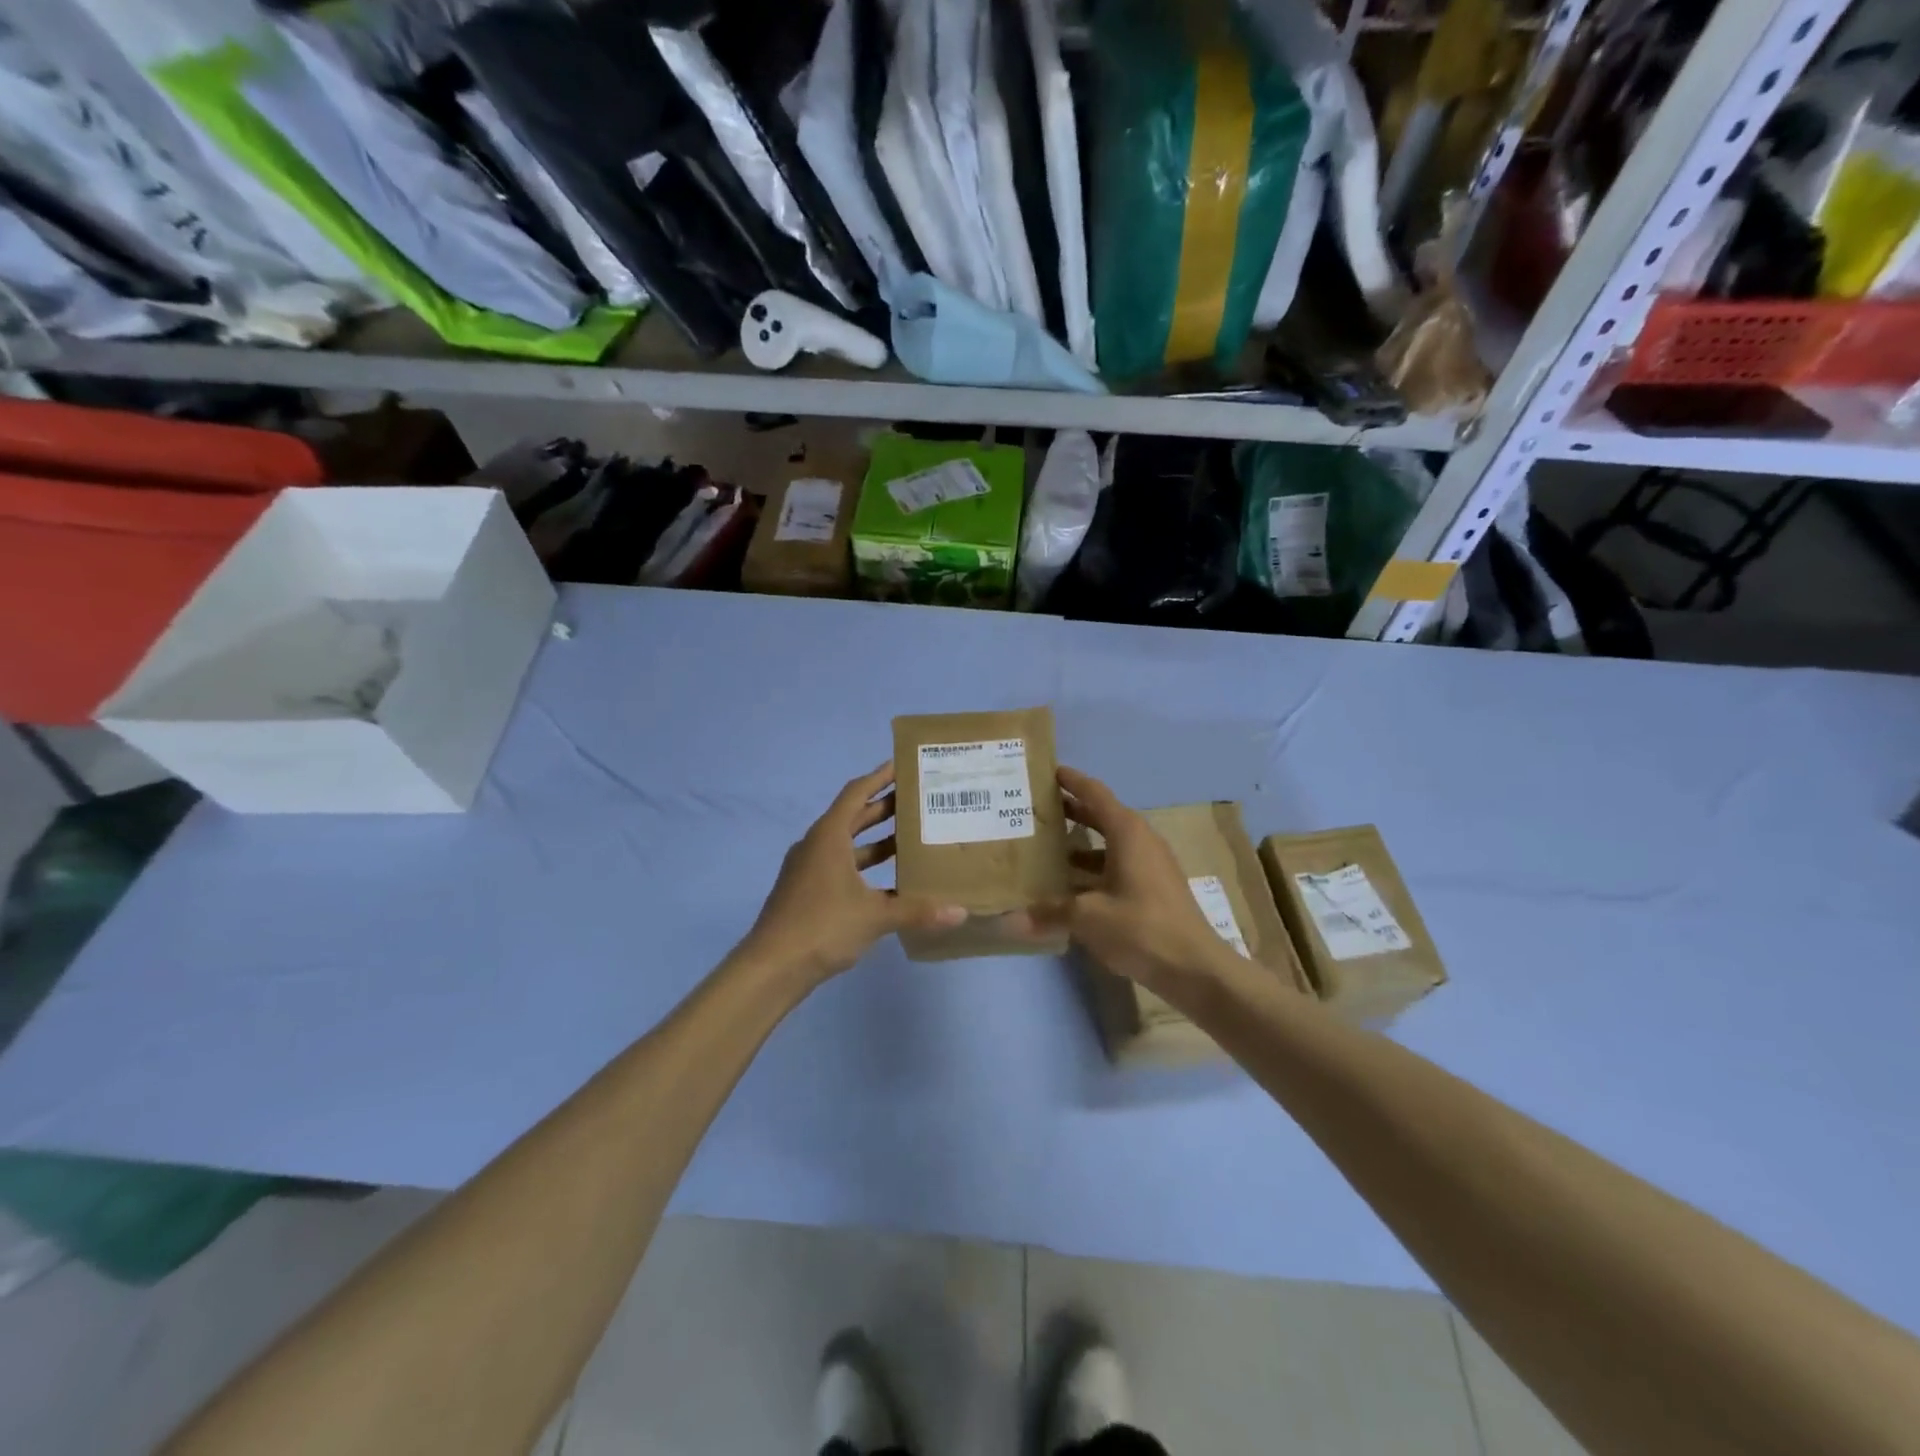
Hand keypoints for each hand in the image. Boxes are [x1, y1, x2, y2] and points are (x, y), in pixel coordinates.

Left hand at [740, 763, 965, 985]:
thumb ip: (917, 910)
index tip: (903, 765)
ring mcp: (809, 869)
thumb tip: (960, 912)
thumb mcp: (875, 916)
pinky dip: (865, 866)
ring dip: (876, 840)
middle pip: (853, 816)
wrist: (771, 967)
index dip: (880, 777)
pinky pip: (841, 866)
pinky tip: (890, 882)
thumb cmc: (822, 926)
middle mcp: (817, 845)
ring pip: (848, 844)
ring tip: (911, 837)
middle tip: (918, 800)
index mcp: (828, 836)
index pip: (857, 793)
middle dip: (884, 807)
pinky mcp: (807, 891)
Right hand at [1020, 767, 1244, 1002]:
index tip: (1048, 771)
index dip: (1072, 780)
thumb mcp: (1088, 917)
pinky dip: (1093, 868)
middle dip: (1072, 810)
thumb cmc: (1141, 928)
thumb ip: (1049, 911)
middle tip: (1037, 808)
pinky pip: (1117, 865)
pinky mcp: (1154, 889)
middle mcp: (1141, 841)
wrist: (1196, 969)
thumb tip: (1010, 918)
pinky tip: (1070, 886)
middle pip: (1102, 815)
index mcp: (1128, 833)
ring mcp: (1151, 866)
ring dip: (1081, 843)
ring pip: (1109, 843)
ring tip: (1046, 847)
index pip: (1095, 793)